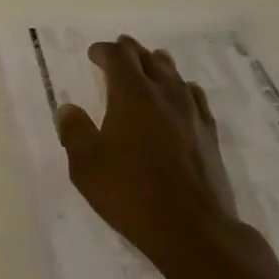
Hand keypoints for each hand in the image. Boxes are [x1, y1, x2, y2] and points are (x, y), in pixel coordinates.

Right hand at [56, 36, 263, 271]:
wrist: (192, 229)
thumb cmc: (129, 193)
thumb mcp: (85, 165)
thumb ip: (74, 131)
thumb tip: (68, 108)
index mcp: (132, 95)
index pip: (119, 57)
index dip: (104, 51)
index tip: (93, 54)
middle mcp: (165, 95)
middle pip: (149, 59)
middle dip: (131, 52)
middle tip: (119, 50)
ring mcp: (192, 114)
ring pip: (175, 75)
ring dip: (158, 65)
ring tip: (150, 64)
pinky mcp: (209, 135)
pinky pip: (195, 98)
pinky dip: (182, 89)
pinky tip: (182, 97)